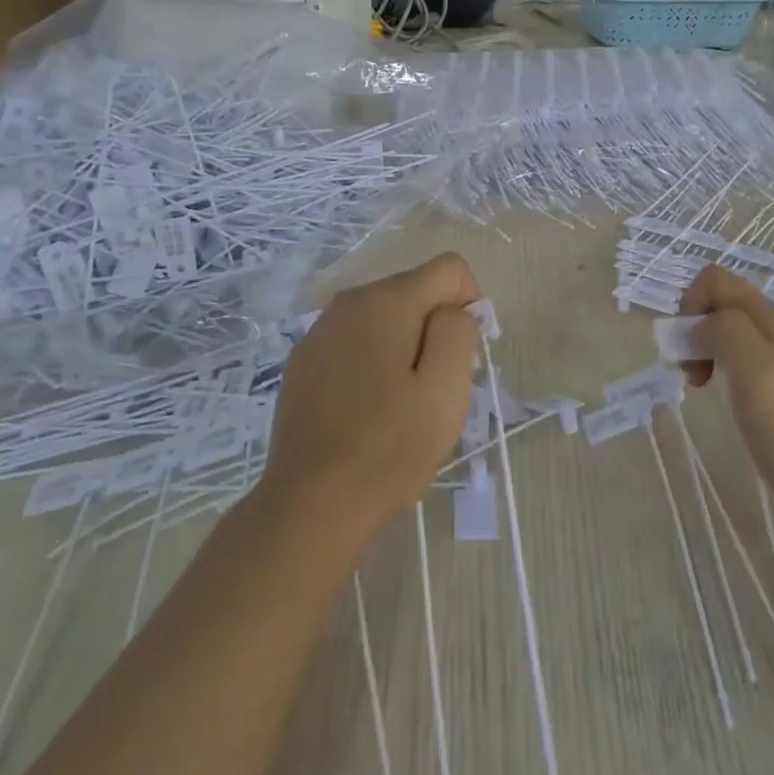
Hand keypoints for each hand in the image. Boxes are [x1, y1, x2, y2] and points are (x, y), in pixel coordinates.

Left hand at [257, 253, 481, 549]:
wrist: (310, 505)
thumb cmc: (388, 448)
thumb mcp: (445, 389)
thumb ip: (458, 331)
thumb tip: (453, 310)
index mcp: (386, 301)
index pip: (449, 269)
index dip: (470, 304)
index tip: (464, 356)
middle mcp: (348, 303)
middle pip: (415, 291)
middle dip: (436, 327)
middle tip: (436, 388)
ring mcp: (319, 332)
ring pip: (384, 318)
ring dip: (405, 346)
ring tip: (402, 403)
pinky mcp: (303, 362)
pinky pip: (355, 343)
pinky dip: (373, 362)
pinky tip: (367, 410)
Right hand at [680, 265, 773, 525]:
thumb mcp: (752, 367)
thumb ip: (723, 329)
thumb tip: (701, 323)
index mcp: (770, 318)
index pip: (716, 279)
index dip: (691, 301)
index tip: (686, 343)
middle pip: (722, 303)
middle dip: (694, 326)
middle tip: (689, 368)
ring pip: (729, 331)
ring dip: (704, 348)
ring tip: (698, 383)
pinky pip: (741, 358)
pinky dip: (719, 367)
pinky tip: (720, 393)